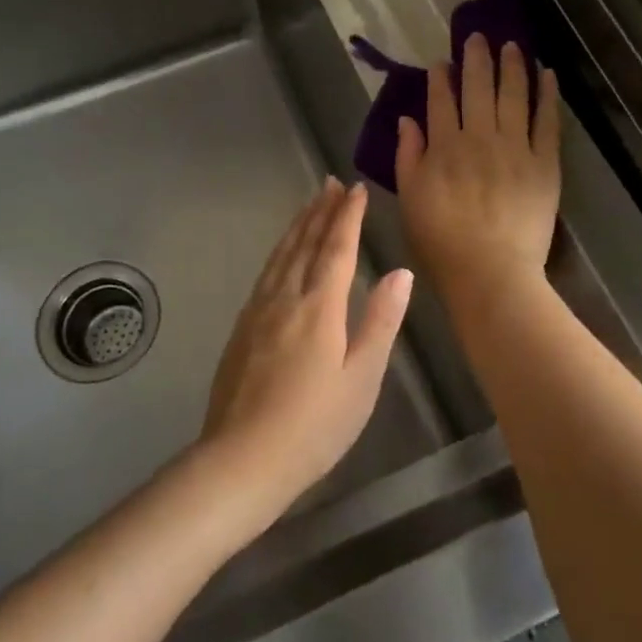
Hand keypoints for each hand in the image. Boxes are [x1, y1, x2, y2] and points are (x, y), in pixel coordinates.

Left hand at [199, 179, 412, 521]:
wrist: (242, 459)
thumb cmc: (314, 426)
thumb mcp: (361, 379)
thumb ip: (381, 322)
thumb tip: (400, 272)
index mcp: (319, 307)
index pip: (336, 248)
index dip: (347, 216)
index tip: (355, 189)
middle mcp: (285, 298)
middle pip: (305, 244)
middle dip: (320, 211)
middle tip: (330, 183)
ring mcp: (257, 312)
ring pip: (280, 255)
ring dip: (297, 226)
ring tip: (308, 204)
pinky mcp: (241, 328)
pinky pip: (265, 273)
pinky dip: (278, 252)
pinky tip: (281, 255)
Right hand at [395, 35, 560, 308]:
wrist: (491, 273)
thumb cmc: (442, 242)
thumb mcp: (410, 200)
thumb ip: (408, 157)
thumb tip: (407, 120)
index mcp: (444, 146)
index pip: (441, 101)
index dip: (441, 78)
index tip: (442, 62)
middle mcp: (480, 137)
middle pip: (478, 88)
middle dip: (477, 59)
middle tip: (478, 37)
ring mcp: (516, 148)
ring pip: (514, 95)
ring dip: (512, 66)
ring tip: (512, 44)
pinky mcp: (545, 163)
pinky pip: (548, 121)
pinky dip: (548, 95)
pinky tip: (547, 74)